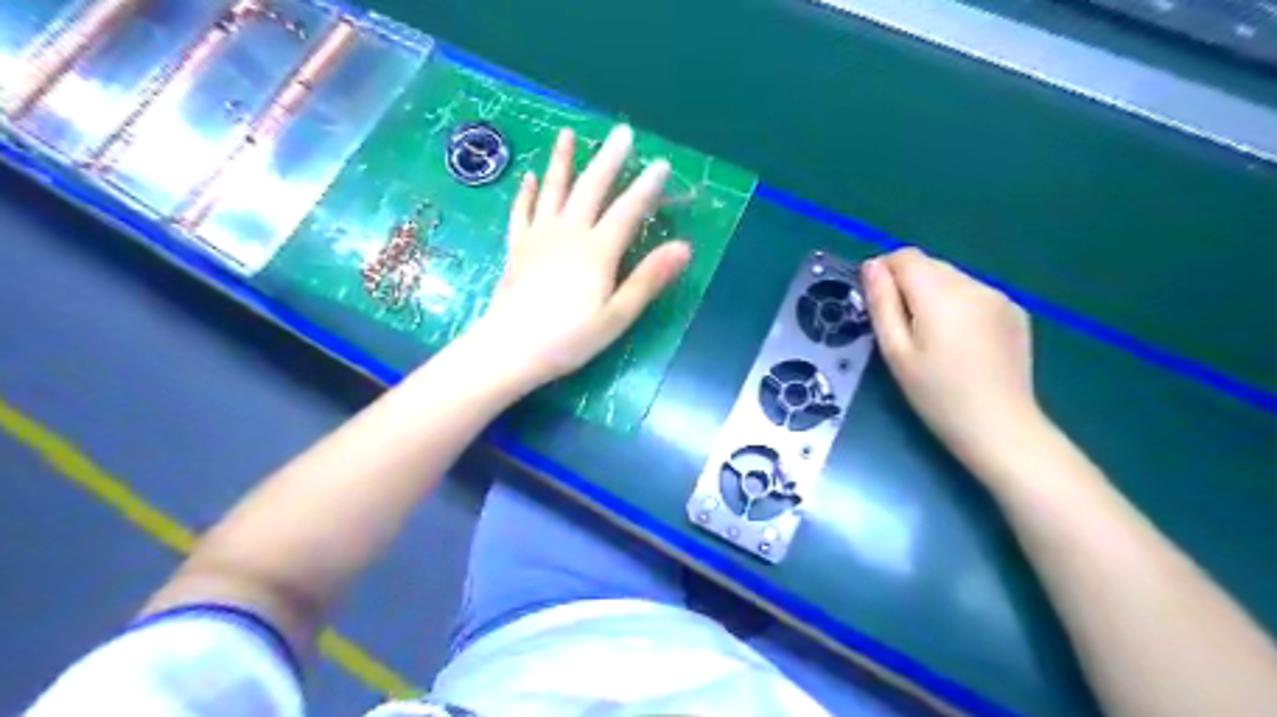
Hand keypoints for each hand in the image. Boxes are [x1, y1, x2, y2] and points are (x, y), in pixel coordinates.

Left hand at [467, 122, 695, 390]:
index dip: (647, 186)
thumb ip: (648, 279)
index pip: (628, 210)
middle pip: (591, 188)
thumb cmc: (569, 339)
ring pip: (554, 191)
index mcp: (598, 251)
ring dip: (563, 161)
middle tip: (621, 132)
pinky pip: (522, 212)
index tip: (661, 163)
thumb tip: (684, 247)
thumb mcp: (617, 315)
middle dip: (609, 159)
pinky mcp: (517, 248)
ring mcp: (539, 237)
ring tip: (567, 134)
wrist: (510, 349)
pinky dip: (527, 193)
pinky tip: (530, 177)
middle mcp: (569, 233)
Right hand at [862, 248, 1040, 467]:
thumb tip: (872, 266)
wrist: (1000, 427)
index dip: (884, 271)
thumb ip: (882, 303)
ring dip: (933, 294)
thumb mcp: (896, 352)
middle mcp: (973, 285)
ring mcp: (999, 296)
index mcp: (940, 294)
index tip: (876, 301)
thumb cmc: (937, 395)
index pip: (905, 257)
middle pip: (930, 265)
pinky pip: (975, 293)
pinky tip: (960, 341)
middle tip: (900, 327)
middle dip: (908, 284)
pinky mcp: (1015, 311)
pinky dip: (958, 305)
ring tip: (931, 336)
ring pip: (952, 278)